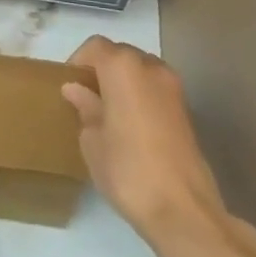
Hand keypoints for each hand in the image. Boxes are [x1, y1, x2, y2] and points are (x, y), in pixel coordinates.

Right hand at [63, 37, 255, 256]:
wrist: (183, 209)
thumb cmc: (128, 169)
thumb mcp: (92, 141)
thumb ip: (85, 107)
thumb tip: (76, 89)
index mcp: (123, 67)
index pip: (95, 47)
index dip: (79, 63)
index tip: (69, 87)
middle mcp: (150, 66)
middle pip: (120, 55)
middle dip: (101, 71)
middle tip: (86, 100)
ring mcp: (173, 87)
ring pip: (140, 71)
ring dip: (123, 83)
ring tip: (109, 114)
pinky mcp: (186, 109)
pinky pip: (155, 90)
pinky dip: (141, 97)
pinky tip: (131, 127)